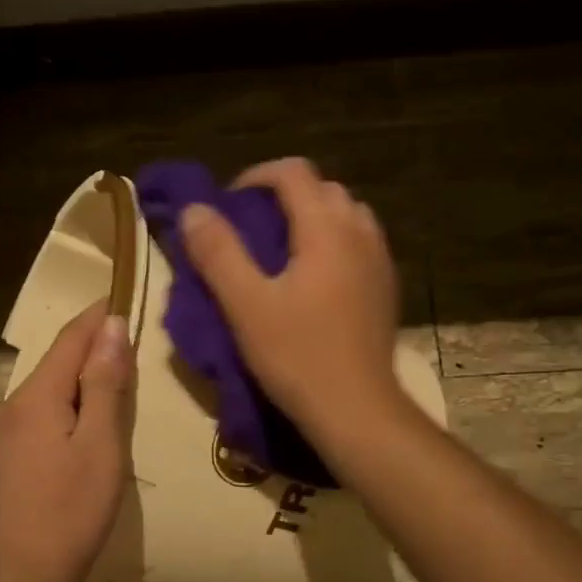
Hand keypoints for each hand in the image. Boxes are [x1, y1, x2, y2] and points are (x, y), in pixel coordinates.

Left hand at [0, 300, 131, 581]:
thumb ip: (105, 383)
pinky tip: (78, 429)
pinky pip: (35, 419)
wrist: (24, 574)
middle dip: (90, 352)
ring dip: (77, 384)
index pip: (70, 339)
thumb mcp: (101, 443)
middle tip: (129, 347)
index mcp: (35, 396)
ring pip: (45, 394)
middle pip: (55, 365)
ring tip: (111, 389)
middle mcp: (9, 406)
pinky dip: (62, 411)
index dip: (98, 316)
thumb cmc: (73, 507)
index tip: (123, 297)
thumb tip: (111, 327)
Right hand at [180, 156, 403, 435]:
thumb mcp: (246, 306)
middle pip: (323, 189)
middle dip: (285, 196)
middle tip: (252, 228)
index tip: (230, 204)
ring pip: (346, 216)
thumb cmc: (298, 356)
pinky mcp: (386, 289)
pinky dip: (333, 244)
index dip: (256, 176)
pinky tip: (314, 281)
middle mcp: (360, 233)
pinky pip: (360, 245)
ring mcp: (380, 261)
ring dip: (313, 219)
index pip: (293, 172)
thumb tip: (194, 209)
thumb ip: (218, 253)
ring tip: (283, 252)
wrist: (357, 409)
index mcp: (326, 228)